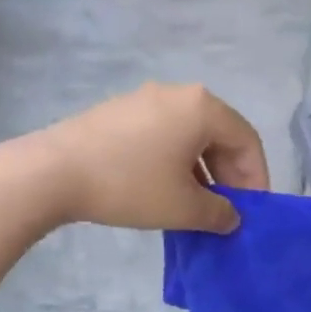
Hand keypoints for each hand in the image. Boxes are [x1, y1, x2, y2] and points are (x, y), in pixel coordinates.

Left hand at [28, 83, 269, 232]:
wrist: (54, 171)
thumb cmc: (130, 186)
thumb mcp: (183, 207)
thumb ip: (218, 213)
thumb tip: (231, 217)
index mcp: (202, 107)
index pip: (246, 140)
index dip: (256, 178)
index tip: (254, 212)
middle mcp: (177, 94)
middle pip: (219, 134)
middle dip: (229, 174)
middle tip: (227, 211)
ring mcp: (144, 99)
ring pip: (189, 135)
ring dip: (202, 170)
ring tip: (197, 206)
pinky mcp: (119, 112)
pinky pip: (162, 134)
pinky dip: (174, 161)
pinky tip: (164, 189)